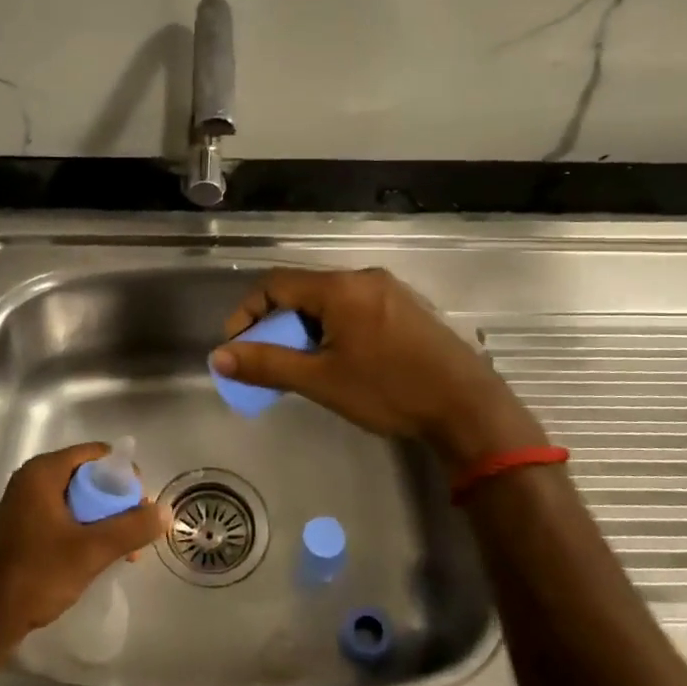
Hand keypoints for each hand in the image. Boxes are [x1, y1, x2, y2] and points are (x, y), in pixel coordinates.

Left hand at [0, 443, 171, 640]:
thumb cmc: (39, 574)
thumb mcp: (92, 550)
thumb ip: (131, 527)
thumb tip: (166, 511)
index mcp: (43, 472)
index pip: (95, 454)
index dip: (123, 473)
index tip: (141, 501)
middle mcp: (31, 480)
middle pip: (87, 477)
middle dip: (116, 501)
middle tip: (136, 528)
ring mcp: (23, 505)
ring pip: (77, 500)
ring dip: (103, 520)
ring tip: (125, 551)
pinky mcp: (22, 528)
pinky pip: (62, 517)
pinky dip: (83, 530)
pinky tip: (99, 557)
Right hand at [209, 267, 545, 468]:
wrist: (467, 407)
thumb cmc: (389, 390)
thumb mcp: (321, 380)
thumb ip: (267, 364)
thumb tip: (219, 357)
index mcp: (340, 288)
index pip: (275, 284)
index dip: (248, 312)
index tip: (238, 347)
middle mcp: (363, 278)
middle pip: (302, 291)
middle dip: (277, 324)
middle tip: (269, 361)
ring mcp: (389, 291)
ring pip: (329, 301)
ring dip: (305, 328)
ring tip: (302, 365)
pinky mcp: (406, 309)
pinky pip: (354, 308)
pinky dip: (332, 329)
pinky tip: (339, 361)